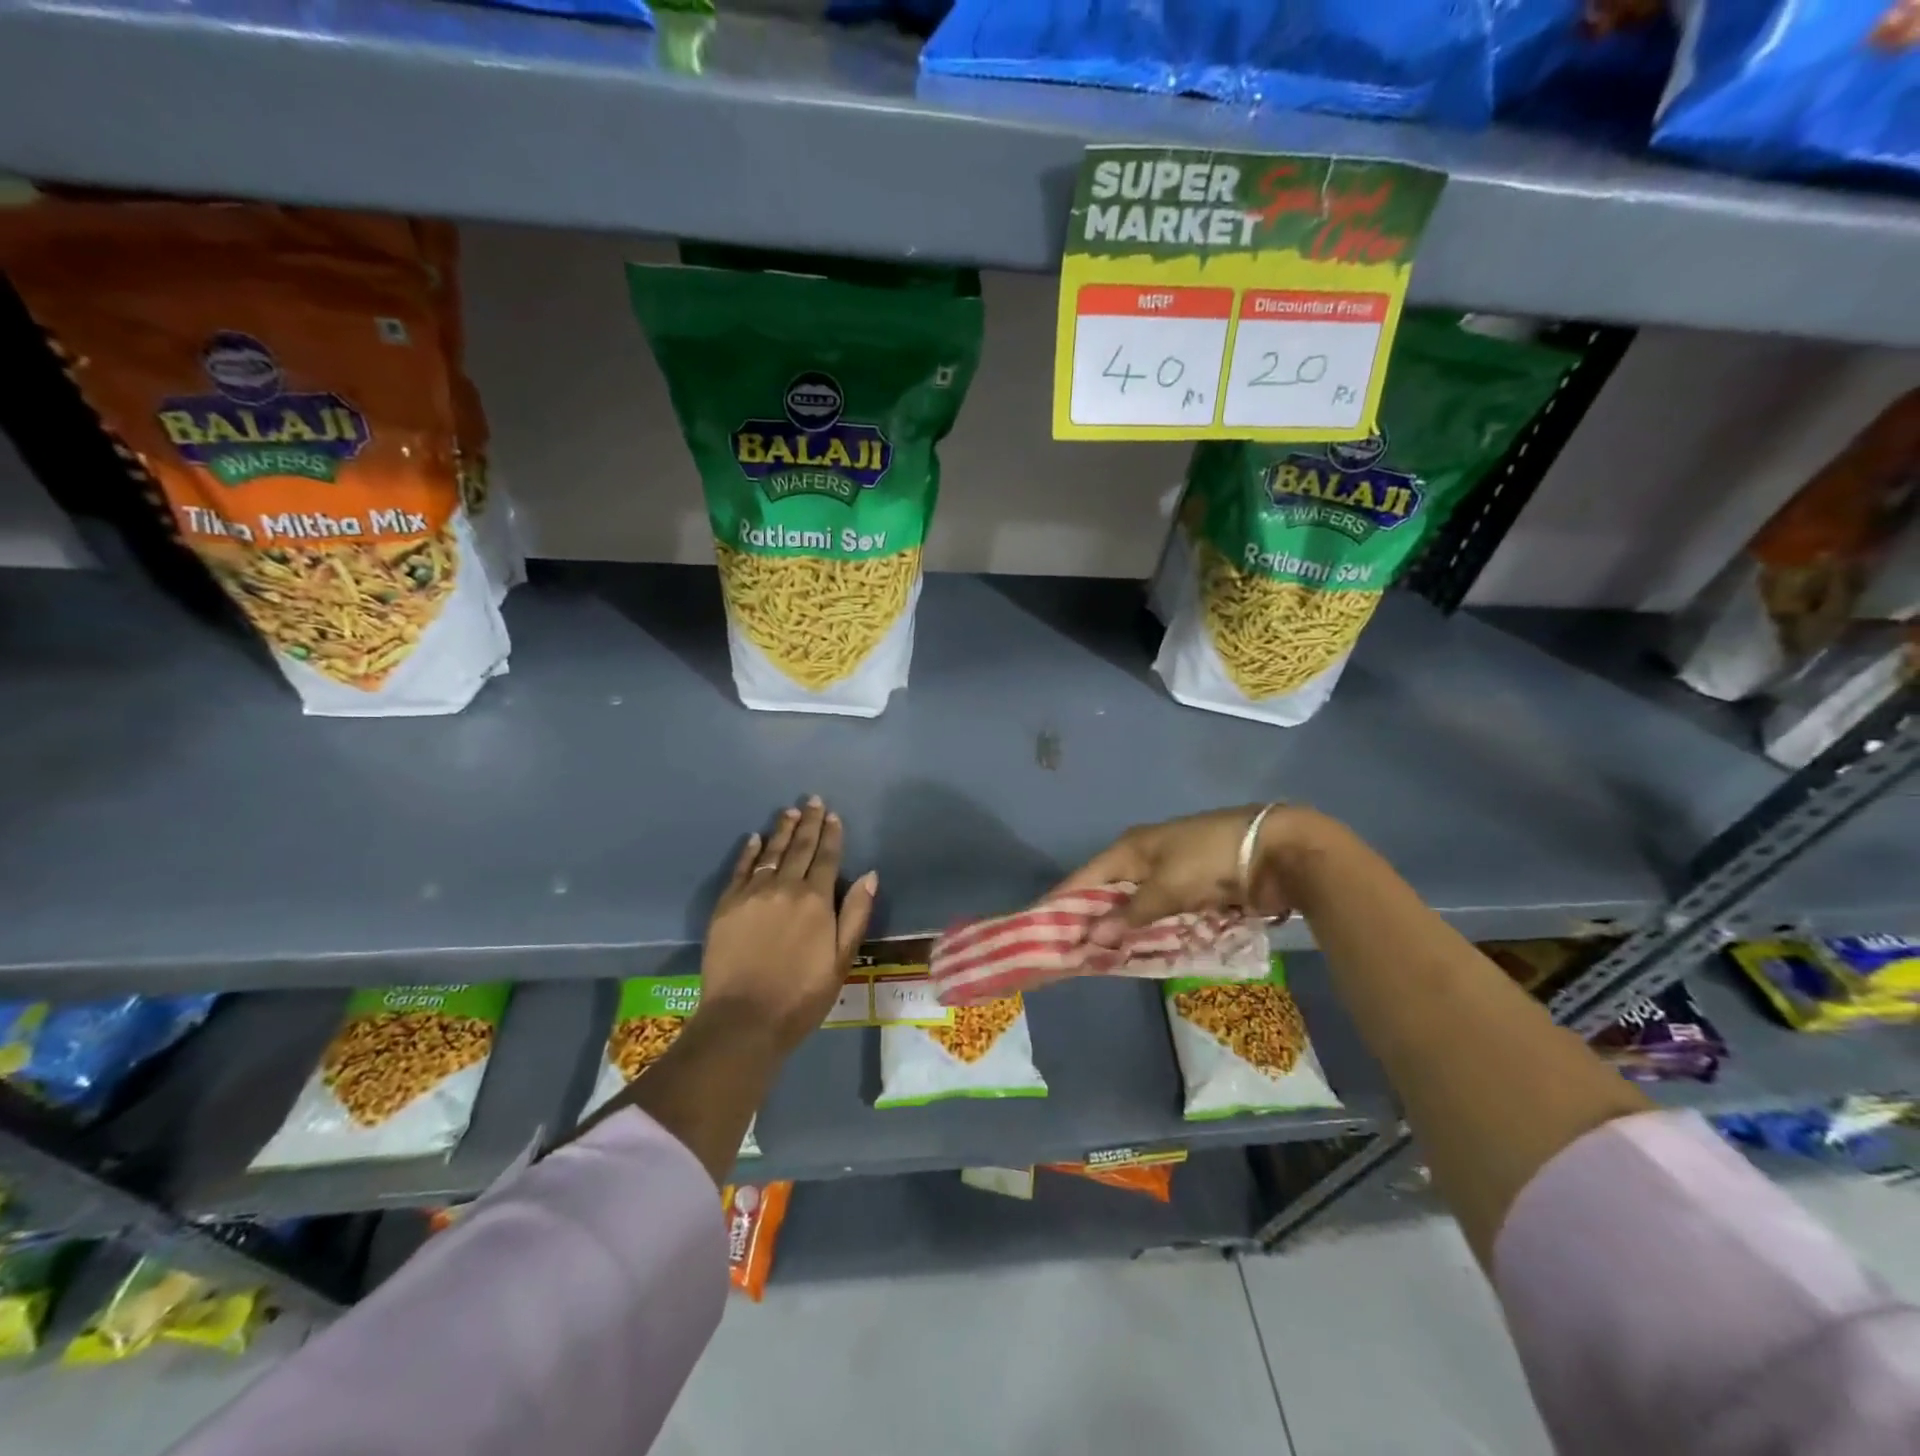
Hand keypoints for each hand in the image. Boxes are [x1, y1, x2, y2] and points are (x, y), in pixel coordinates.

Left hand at [698, 797, 877, 1053]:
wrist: (744, 1019)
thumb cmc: (802, 995)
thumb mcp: (841, 960)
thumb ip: (855, 915)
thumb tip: (870, 875)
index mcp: (816, 900)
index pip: (827, 858)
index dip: (832, 835)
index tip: (834, 815)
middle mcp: (785, 887)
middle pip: (800, 847)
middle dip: (809, 822)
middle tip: (813, 800)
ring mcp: (752, 894)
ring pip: (770, 852)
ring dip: (782, 830)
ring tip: (790, 812)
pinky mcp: (726, 905)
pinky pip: (740, 869)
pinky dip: (749, 852)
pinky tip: (754, 839)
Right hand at [1052, 804, 1319, 948]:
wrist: (1277, 850)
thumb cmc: (1212, 859)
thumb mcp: (1168, 886)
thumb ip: (1130, 914)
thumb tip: (1089, 937)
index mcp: (1130, 848)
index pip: (1084, 878)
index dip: (1060, 902)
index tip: (1034, 925)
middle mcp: (1143, 859)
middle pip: (1105, 894)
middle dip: (1088, 921)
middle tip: (1065, 953)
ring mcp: (1169, 875)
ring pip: (1132, 908)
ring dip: (1119, 931)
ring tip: (1094, 961)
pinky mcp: (1192, 892)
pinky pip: (1159, 916)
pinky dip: (1147, 933)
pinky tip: (1135, 953)